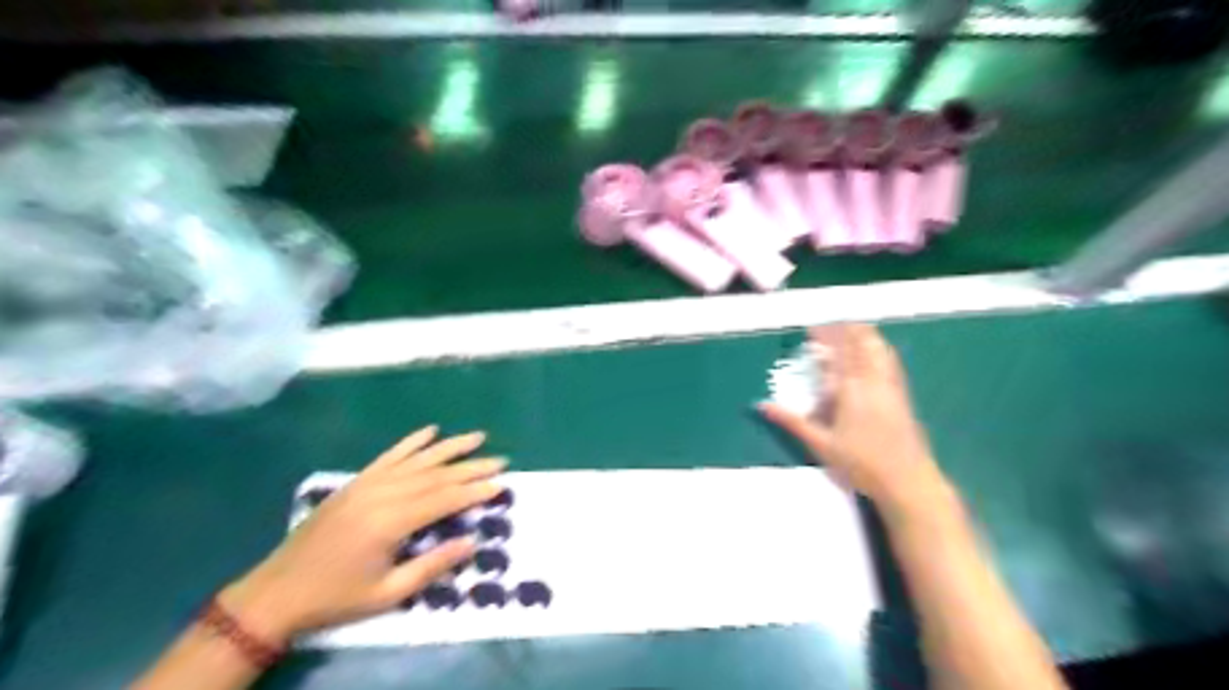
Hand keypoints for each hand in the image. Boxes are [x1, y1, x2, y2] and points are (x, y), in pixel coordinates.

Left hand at [216, 424, 503, 644]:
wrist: (277, 592)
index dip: (474, 491)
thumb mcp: (387, 593)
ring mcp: (367, 483)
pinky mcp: (356, 482)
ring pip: (417, 459)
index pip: (444, 500)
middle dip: (471, 467)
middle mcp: (382, 494)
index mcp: (391, 522)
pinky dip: (412, 441)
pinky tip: (430, 430)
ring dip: (450, 447)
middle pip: (436, 475)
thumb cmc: (336, 597)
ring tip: (477, 437)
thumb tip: (472, 543)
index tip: (501, 484)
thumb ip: (432, 566)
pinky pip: (389, 455)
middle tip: (501, 459)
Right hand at [760, 324, 948, 516]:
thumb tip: (762, 405)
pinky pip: (890, 361)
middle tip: (826, 327)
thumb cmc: (861, 464)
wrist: (908, 481)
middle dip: (843, 330)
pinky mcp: (902, 395)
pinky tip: (875, 350)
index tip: (810, 329)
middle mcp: (873, 381)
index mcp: (851, 390)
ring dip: (863, 335)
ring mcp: (891, 386)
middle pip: (860, 344)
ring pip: (878, 349)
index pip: (837, 353)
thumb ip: (792, 421)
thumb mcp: (820, 444)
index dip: (825, 337)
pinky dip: (878, 348)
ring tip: (849, 329)